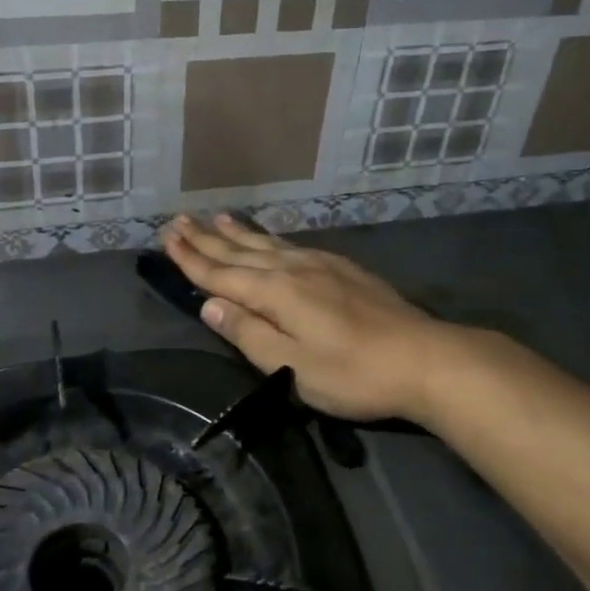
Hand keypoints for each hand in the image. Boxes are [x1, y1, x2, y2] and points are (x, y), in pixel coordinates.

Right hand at [161, 214, 453, 423]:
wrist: (424, 358)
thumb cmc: (353, 372)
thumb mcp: (292, 366)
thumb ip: (249, 333)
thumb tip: (210, 305)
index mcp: (275, 293)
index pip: (220, 274)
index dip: (191, 259)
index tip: (166, 238)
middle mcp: (292, 269)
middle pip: (239, 252)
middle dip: (205, 239)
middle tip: (178, 221)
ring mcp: (320, 265)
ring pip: (266, 244)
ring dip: (236, 233)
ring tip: (215, 218)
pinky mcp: (342, 269)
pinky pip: (291, 245)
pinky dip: (269, 238)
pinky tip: (269, 238)